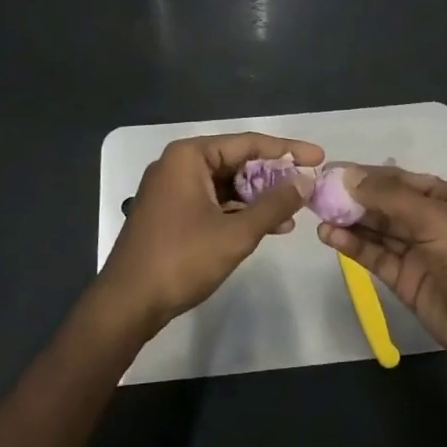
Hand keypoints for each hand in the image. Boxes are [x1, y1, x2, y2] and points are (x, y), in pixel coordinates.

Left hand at [98, 132, 324, 329]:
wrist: (127, 303)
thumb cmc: (181, 260)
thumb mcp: (236, 233)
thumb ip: (274, 205)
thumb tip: (305, 183)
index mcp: (189, 157)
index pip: (248, 143)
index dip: (287, 150)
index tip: (319, 157)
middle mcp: (179, 165)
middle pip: (237, 161)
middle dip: (273, 176)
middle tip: (308, 186)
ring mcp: (172, 189)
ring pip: (227, 184)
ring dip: (259, 197)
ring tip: (294, 212)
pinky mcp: (171, 212)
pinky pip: (214, 201)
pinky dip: (240, 211)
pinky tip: (268, 226)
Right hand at [317, 167, 446, 378]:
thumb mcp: (433, 218)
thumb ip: (388, 197)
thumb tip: (345, 176)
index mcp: (443, 198)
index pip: (397, 179)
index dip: (365, 174)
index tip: (329, 171)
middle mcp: (427, 220)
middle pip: (383, 203)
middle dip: (351, 196)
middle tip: (314, 192)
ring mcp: (415, 251)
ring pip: (375, 229)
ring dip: (347, 220)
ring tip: (314, 212)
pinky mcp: (403, 279)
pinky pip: (373, 255)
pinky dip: (351, 245)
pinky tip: (328, 235)